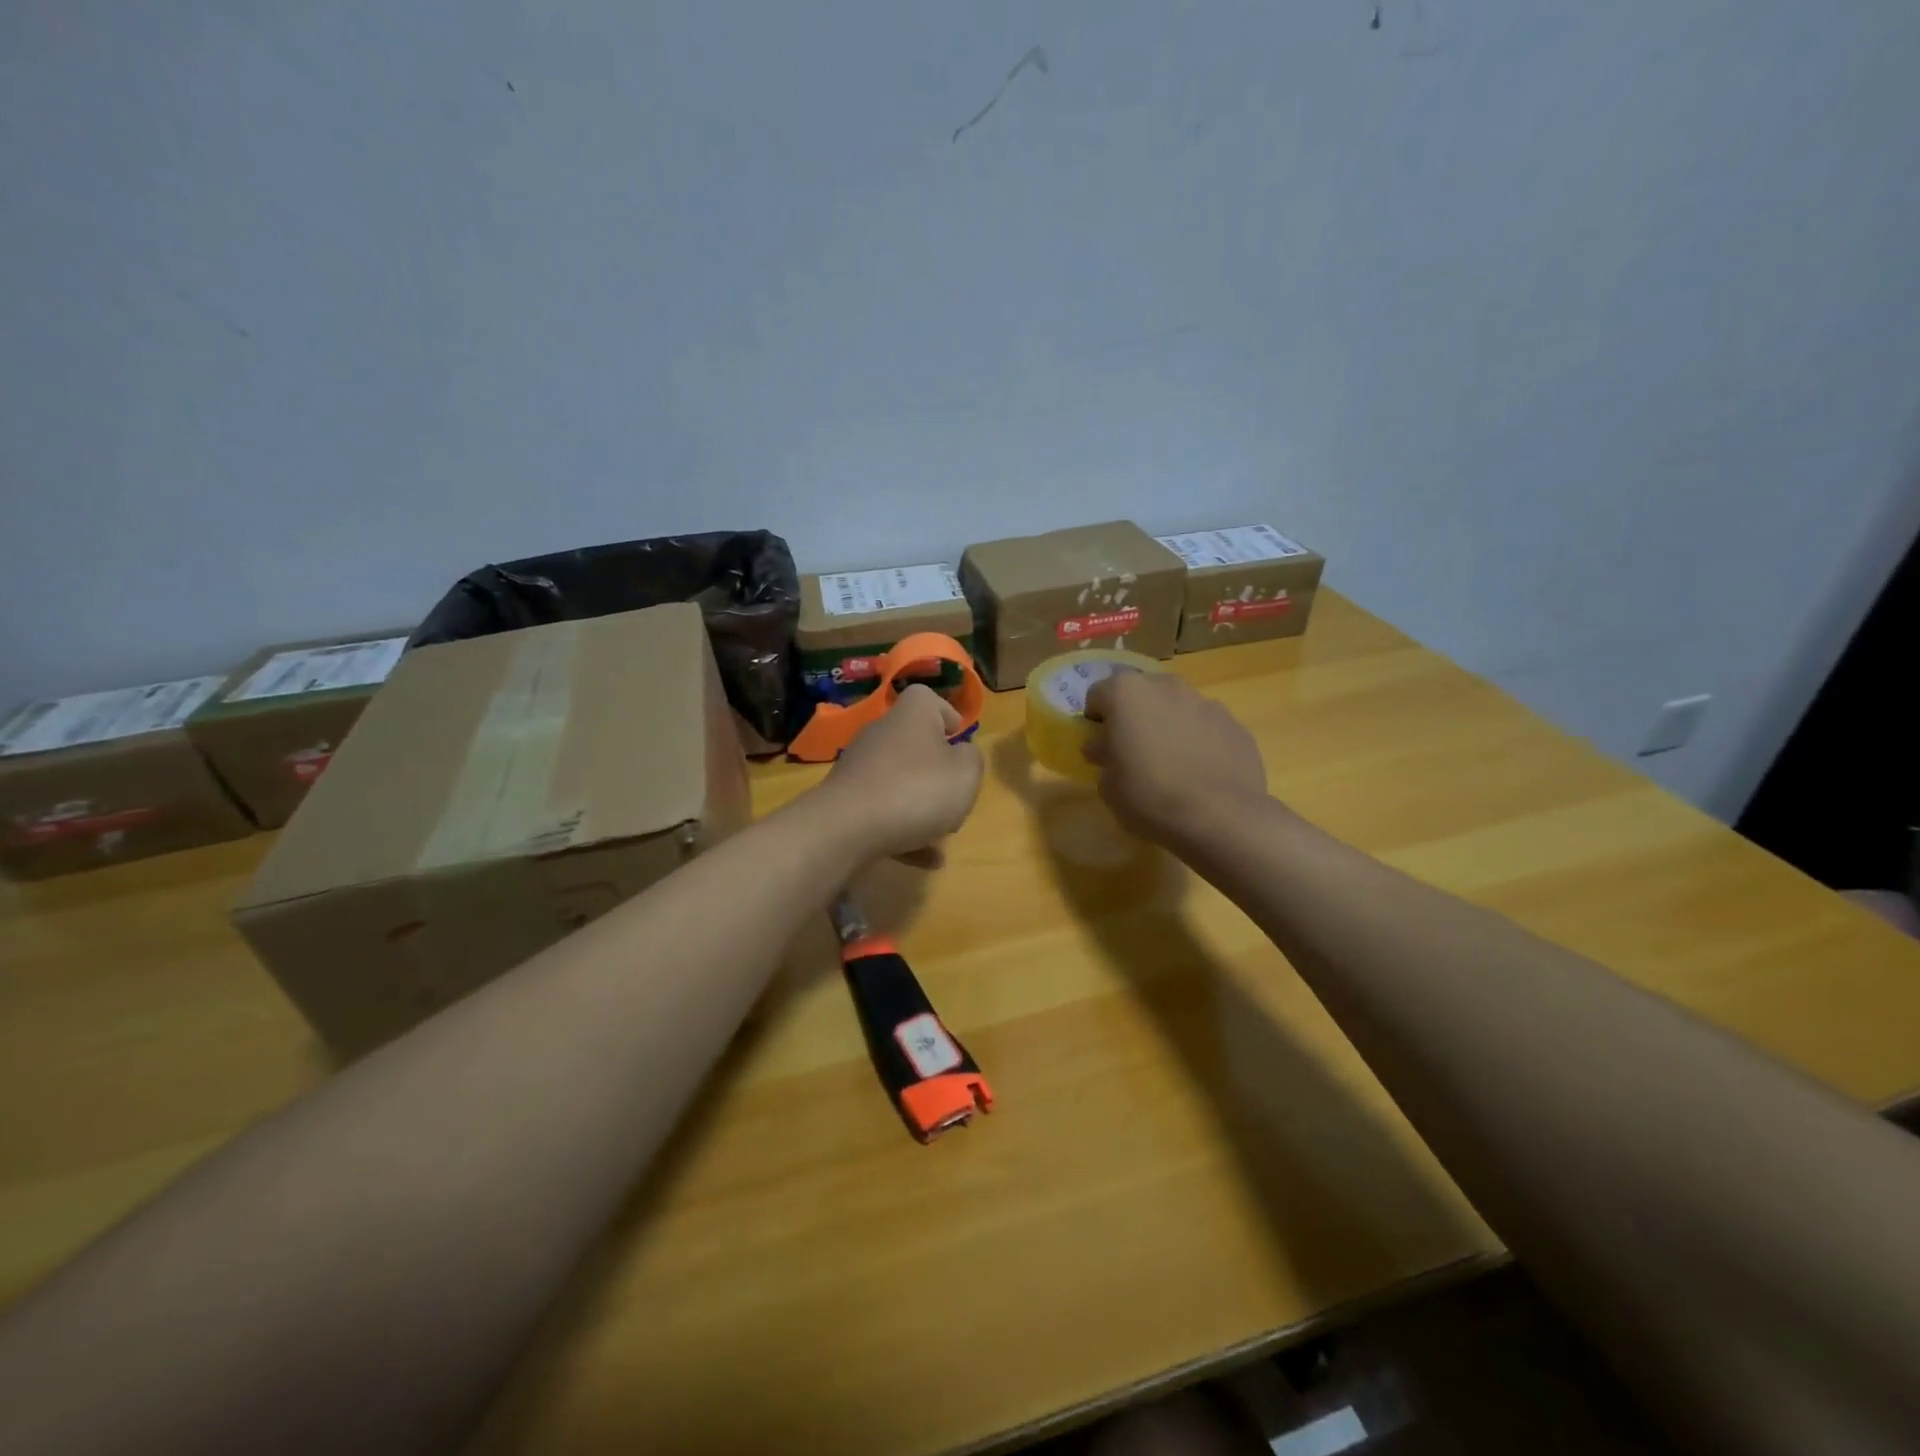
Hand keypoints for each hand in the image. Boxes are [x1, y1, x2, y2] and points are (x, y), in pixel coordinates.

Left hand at [815, 685, 983, 866]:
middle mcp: (882, 733)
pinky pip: (883, 812)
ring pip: (899, 781)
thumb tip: (962, 753)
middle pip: (913, 742)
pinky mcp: (846, 801)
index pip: (927, 698)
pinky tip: (926, 860)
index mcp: (912, 715)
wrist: (847, 828)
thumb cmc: (917, 790)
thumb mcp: (966, 773)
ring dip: (921, 805)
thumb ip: (972, 759)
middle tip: (955, 793)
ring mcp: (860, 768)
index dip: (947, 714)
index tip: (960, 738)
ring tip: (943, 833)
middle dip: (936, 769)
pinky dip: (904, 830)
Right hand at [1083, 672, 1268, 844]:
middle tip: (1133, 752)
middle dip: (1134, 716)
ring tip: (1171, 764)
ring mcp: (1205, 702)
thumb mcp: (1108, 785)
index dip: (1095, 720)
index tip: (1100, 745)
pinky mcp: (1234, 723)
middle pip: (1141, 694)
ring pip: (1176, 707)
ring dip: (1168, 725)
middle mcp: (1166, 686)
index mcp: (1126, 693)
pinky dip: (1199, 741)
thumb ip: (1103, 756)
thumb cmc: (1149, 796)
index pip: (1098, 695)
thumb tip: (1103, 747)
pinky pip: (1206, 726)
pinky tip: (1200, 773)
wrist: (1220, 817)